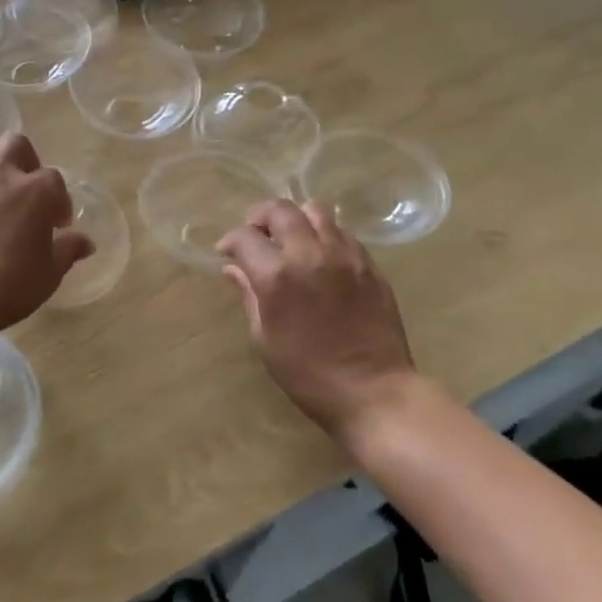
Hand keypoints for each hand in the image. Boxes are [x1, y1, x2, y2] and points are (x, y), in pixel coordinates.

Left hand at [0, 132, 92, 336]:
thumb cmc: (8, 287)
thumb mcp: (49, 274)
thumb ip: (68, 250)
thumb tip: (85, 242)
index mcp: (36, 191)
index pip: (54, 179)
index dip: (58, 200)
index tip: (56, 224)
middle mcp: (0, 175)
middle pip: (15, 143)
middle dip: (24, 159)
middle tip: (24, 188)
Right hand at [216, 200, 417, 441]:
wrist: (374, 393)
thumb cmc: (308, 374)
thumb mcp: (265, 339)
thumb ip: (249, 295)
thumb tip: (234, 268)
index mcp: (277, 275)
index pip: (244, 236)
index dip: (230, 241)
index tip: (227, 252)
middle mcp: (309, 254)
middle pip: (280, 209)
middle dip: (261, 217)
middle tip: (257, 237)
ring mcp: (344, 255)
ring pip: (316, 210)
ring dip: (297, 219)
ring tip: (293, 239)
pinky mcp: (369, 264)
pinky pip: (343, 232)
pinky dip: (325, 235)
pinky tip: (322, 258)